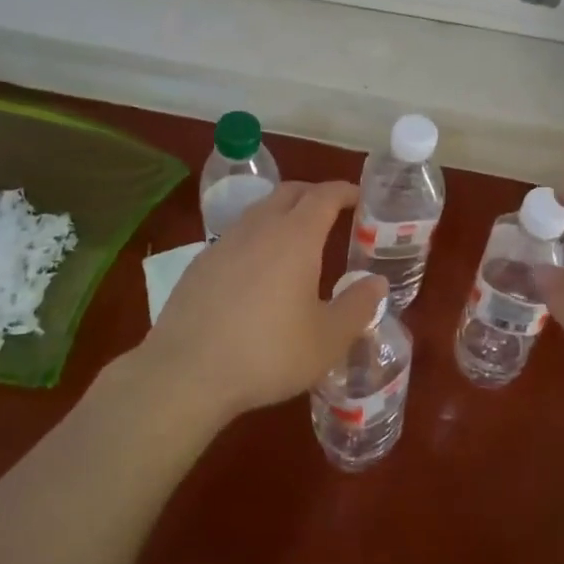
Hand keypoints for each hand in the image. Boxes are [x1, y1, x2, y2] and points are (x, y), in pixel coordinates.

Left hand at [133, 181, 385, 425]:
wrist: (186, 372)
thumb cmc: (268, 353)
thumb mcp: (327, 339)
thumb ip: (358, 307)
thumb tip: (377, 283)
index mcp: (295, 237)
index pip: (324, 195)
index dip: (345, 191)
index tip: (359, 198)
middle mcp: (259, 228)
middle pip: (289, 192)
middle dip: (314, 194)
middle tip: (333, 212)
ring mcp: (224, 242)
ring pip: (260, 211)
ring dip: (283, 213)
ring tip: (297, 239)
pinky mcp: (200, 263)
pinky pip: (237, 235)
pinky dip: (257, 237)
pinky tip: (258, 270)